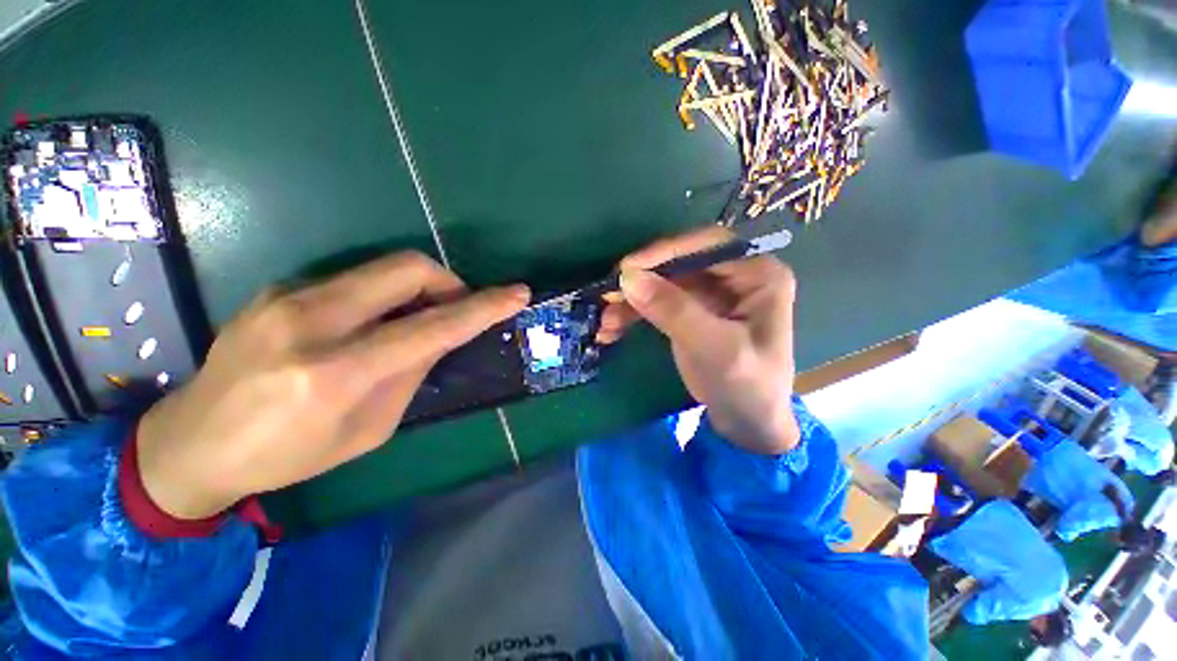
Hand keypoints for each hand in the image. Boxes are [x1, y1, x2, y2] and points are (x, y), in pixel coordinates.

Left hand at [137, 252, 529, 519]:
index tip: (517, 293)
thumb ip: (410, 374)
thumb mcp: (367, 429)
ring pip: (382, 268)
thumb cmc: (288, 454)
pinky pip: (354, 279)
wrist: (191, 443)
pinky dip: (383, 295)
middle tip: (455, 307)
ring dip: (416, 288)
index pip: (432, 327)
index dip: (483, 308)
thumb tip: (438, 336)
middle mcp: (311, 321)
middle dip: (449, 282)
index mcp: (336, 372)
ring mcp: (288, 297)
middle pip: (407, 270)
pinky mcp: (279, 289)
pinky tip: (370, 324)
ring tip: (414, 320)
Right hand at [597, 227, 799, 453]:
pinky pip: (658, 301)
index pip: (708, 245)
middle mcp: (735, 276)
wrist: (747, 425)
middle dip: (642, 280)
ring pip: (663, 282)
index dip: (666, 251)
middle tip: (608, 294)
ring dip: (632, 300)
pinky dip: (634, 313)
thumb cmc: (746, 386)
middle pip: (680, 263)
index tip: (627, 268)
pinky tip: (613, 328)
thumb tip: (628, 278)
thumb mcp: (714, 348)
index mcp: (758, 275)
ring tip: (605, 321)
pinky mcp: (690, 311)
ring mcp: (710, 294)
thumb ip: (674, 311)